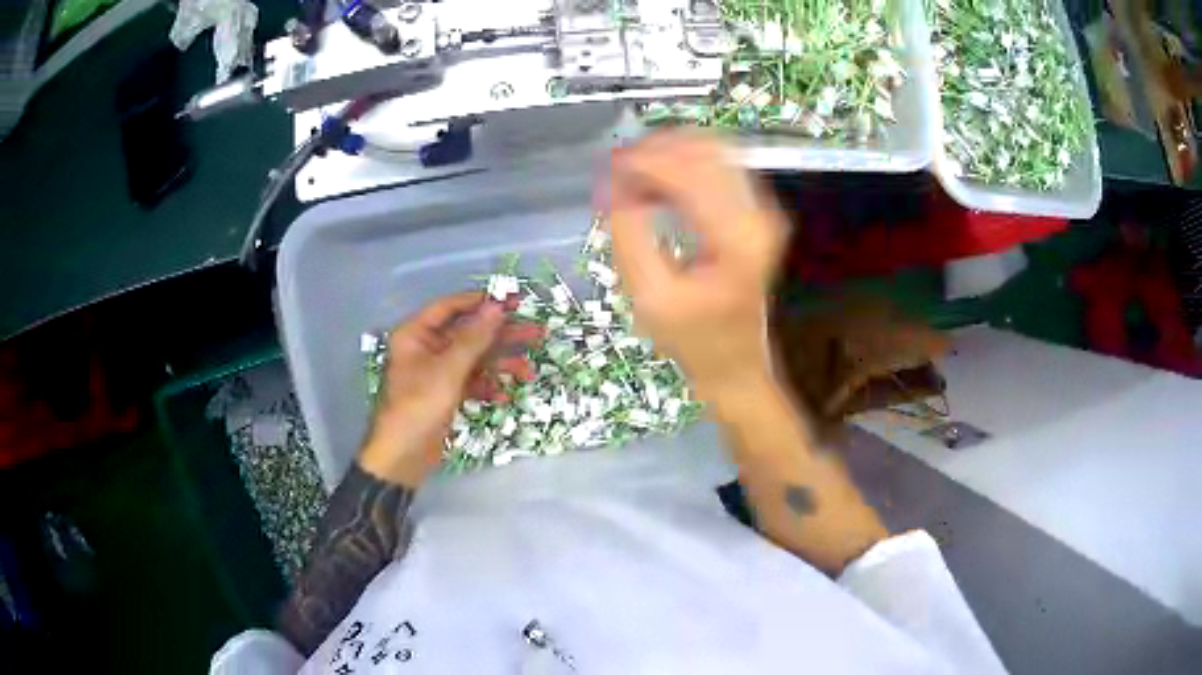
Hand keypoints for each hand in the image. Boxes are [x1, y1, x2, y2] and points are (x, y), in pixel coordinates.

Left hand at [359, 292, 541, 485]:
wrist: (403, 458)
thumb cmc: (418, 406)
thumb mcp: (448, 370)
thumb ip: (474, 338)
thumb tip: (498, 307)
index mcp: (416, 334)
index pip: (450, 307)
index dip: (481, 302)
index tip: (513, 301)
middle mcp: (426, 348)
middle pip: (468, 333)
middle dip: (501, 336)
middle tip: (536, 331)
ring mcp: (437, 372)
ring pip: (475, 359)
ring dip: (501, 364)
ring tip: (529, 371)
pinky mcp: (446, 394)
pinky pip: (472, 381)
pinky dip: (488, 386)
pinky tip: (504, 395)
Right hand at [606, 130, 787, 408]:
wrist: (735, 363)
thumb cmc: (693, 340)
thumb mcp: (649, 295)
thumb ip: (629, 234)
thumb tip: (615, 185)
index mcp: (736, 236)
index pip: (688, 171)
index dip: (644, 160)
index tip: (608, 166)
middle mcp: (758, 214)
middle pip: (705, 149)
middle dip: (656, 150)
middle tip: (617, 167)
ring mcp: (762, 211)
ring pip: (712, 152)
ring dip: (669, 155)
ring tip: (633, 176)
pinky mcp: (756, 213)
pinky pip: (717, 169)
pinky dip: (683, 167)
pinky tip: (656, 186)